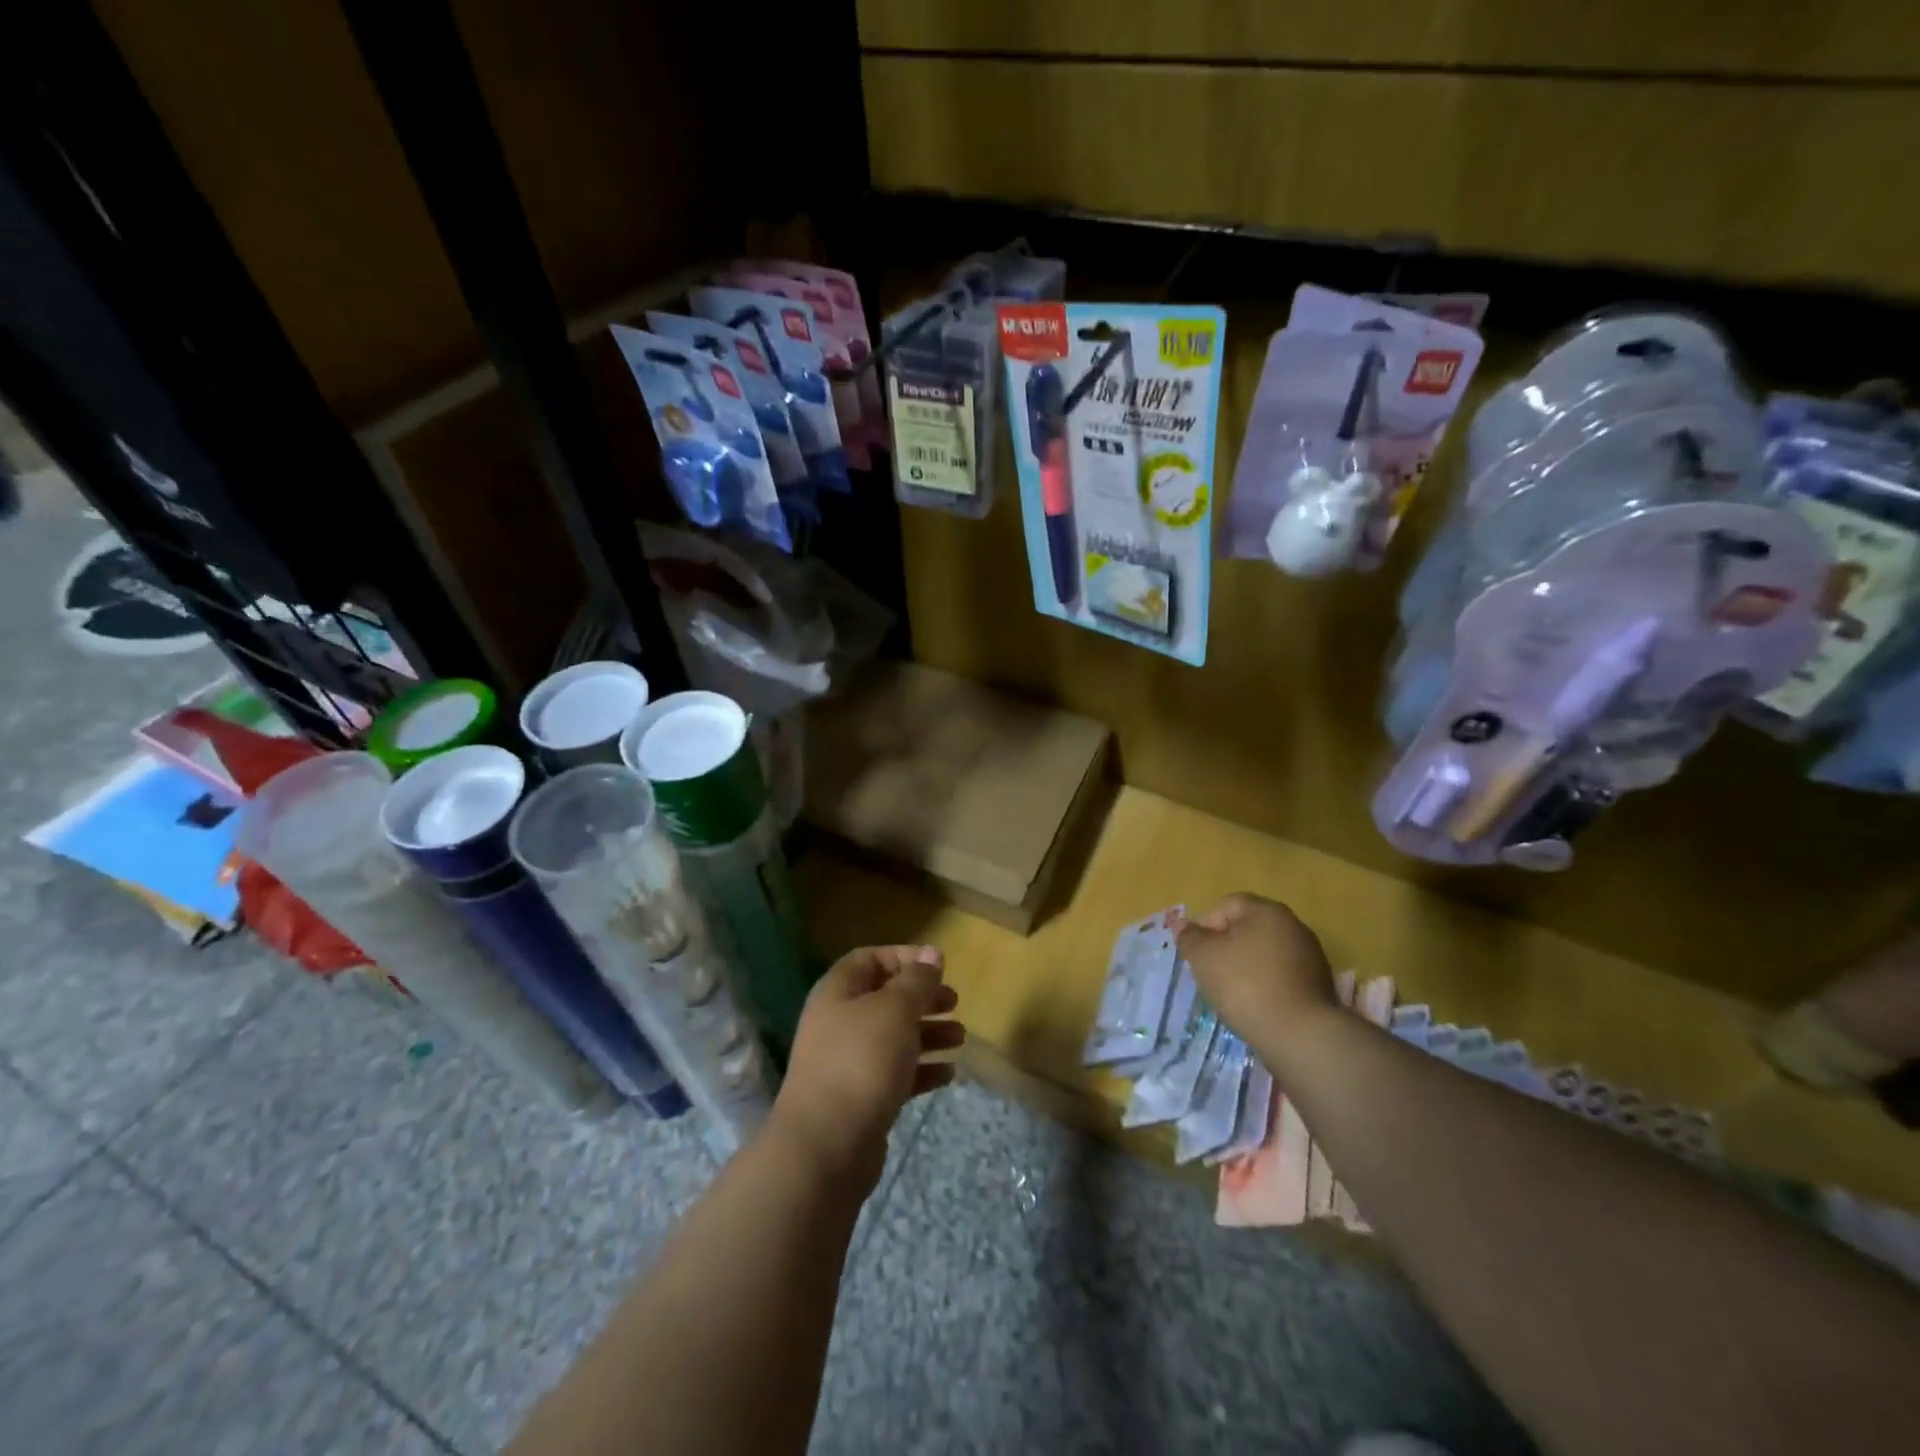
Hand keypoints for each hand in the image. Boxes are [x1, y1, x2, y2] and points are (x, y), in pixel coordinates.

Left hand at [771, 944, 964, 1192]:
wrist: (827, 1146)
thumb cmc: (861, 1061)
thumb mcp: (895, 1010)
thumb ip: (917, 980)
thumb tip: (932, 953)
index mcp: (838, 992)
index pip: (869, 959)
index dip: (903, 957)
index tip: (938, 967)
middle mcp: (839, 1022)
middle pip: (885, 999)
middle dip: (922, 998)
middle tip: (954, 1002)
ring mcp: (848, 1063)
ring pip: (893, 1037)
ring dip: (928, 1033)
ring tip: (960, 1038)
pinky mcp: (861, 1099)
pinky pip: (895, 1074)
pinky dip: (921, 1070)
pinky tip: (948, 1074)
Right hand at [1176, 894, 1337, 1057]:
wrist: (1300, 1034)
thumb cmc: (1245, 984)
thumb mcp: (1203, 956)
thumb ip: (1190, 937)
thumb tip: (1185, 927)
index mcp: (1267, 911)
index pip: (1228, 904)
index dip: (1206, 924)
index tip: (1198, 953)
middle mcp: (1293, 925)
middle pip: (1249, 928)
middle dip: (1227, 947)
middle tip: (1211, 972)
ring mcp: (1311, 956)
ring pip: (1266, 953)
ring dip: (1247, 967)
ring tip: (1234, 994)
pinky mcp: (1319, 985)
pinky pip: (1282, 976)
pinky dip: (1266, 985)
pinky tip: (1257, 1006)